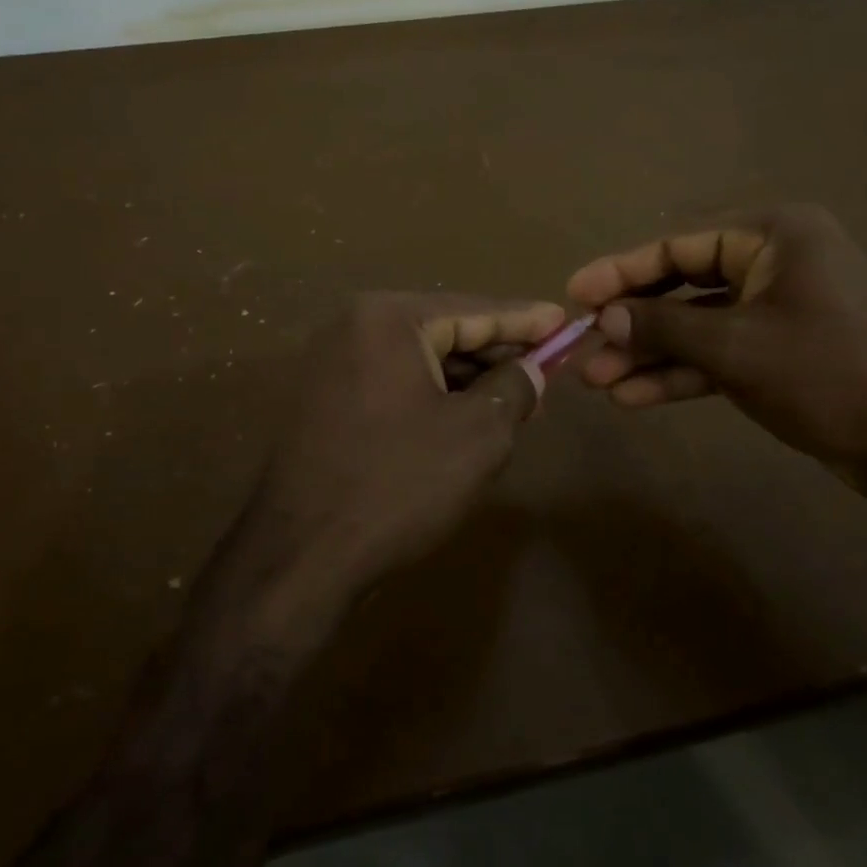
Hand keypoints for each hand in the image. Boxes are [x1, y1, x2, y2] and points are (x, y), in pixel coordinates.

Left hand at [231, 292, 564, 626]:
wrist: (301, 557)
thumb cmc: (399, 484)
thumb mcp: (478, 435)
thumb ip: (514, 388)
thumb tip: (531, 368)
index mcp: (388, 319)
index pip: (473, 310)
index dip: (525, 319)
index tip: (565, 320)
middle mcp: (353, 328)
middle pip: (444, 331)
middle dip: (497, 354)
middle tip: (546, 370)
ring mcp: (332, 365)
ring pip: (419, 361)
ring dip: (468, 380)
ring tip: (515, 401)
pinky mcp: (324, 401)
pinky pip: (393, 384)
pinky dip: (433, 396)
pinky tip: (466, 419)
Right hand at [567, 205, 866, 514]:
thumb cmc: (831, 374)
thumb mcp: (737, 347)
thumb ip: (664, 325)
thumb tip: (602, 314)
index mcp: (774, 236)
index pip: (679, 247)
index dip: (621, 271)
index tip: (574, 293)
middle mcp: (777, 263)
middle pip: (685, 287)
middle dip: (633, 323)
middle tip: (582, 347)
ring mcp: (781, 310)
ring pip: (700, 327)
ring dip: (651, 354)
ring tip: (598, 382)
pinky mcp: (785, 353)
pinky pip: (722, 355)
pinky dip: (683, 374)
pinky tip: (635, 395)